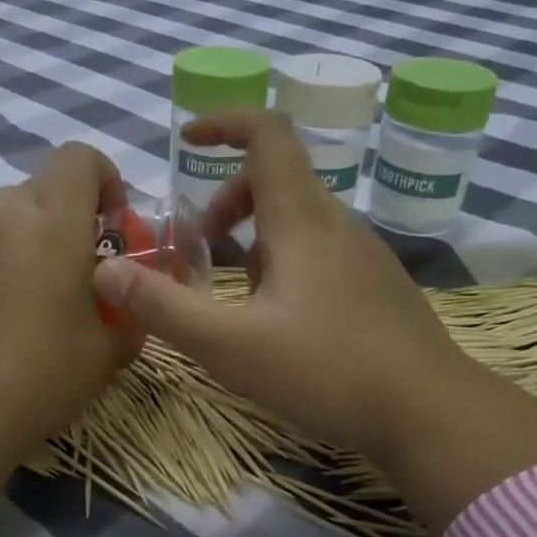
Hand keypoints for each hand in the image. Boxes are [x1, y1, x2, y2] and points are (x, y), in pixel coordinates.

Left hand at [0, 144, 137, 508]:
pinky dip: (7, 253)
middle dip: (74, 210)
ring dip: (37, 229)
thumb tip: (134, 303)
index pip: (78, 157)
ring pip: (11, 209)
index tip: (114, 226)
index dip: (105, 178)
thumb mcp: (109, 352)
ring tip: (47, 284)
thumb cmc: (41, 376)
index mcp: (53, 224)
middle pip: (45, 183)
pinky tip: (10, 307)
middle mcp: (5, 217)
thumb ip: (133, 315)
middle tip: (85, 261)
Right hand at [91, 110, 536, 525]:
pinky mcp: (378, 285)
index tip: (186, 140)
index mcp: (301, 221)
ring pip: (298, 220)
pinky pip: (321, 251)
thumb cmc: (328, 371)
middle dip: (227, 201)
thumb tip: (104, 270)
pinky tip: (281, 321)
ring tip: (235, 296)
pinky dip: (285, 263)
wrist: (432, 413)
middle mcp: (336, 224)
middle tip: (199, 246)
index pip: (267, 136)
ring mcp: (364, 254)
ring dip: (255, 238)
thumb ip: (163, 308)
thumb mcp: (230, 346)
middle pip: (277, 179)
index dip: (224, 123)